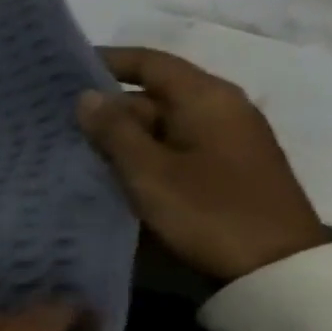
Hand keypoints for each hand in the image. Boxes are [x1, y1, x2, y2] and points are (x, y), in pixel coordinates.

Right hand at [76, 47, 328, 282]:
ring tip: (73, 147)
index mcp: (207, 98)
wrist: (274, 269)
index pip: (150, 62)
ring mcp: (225, 141)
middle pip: (154, 94)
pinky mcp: (223, 169)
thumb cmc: (208, 211)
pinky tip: (109, 171)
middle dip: (107, 106)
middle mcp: (220, 109)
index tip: (64, 70)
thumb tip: (86, 96)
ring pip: (160, 124)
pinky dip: (140, 153)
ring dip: (120, 134)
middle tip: (57, 121)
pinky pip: (172, 148)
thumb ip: (114, 130)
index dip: (107, 61)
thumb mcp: (149, 171)